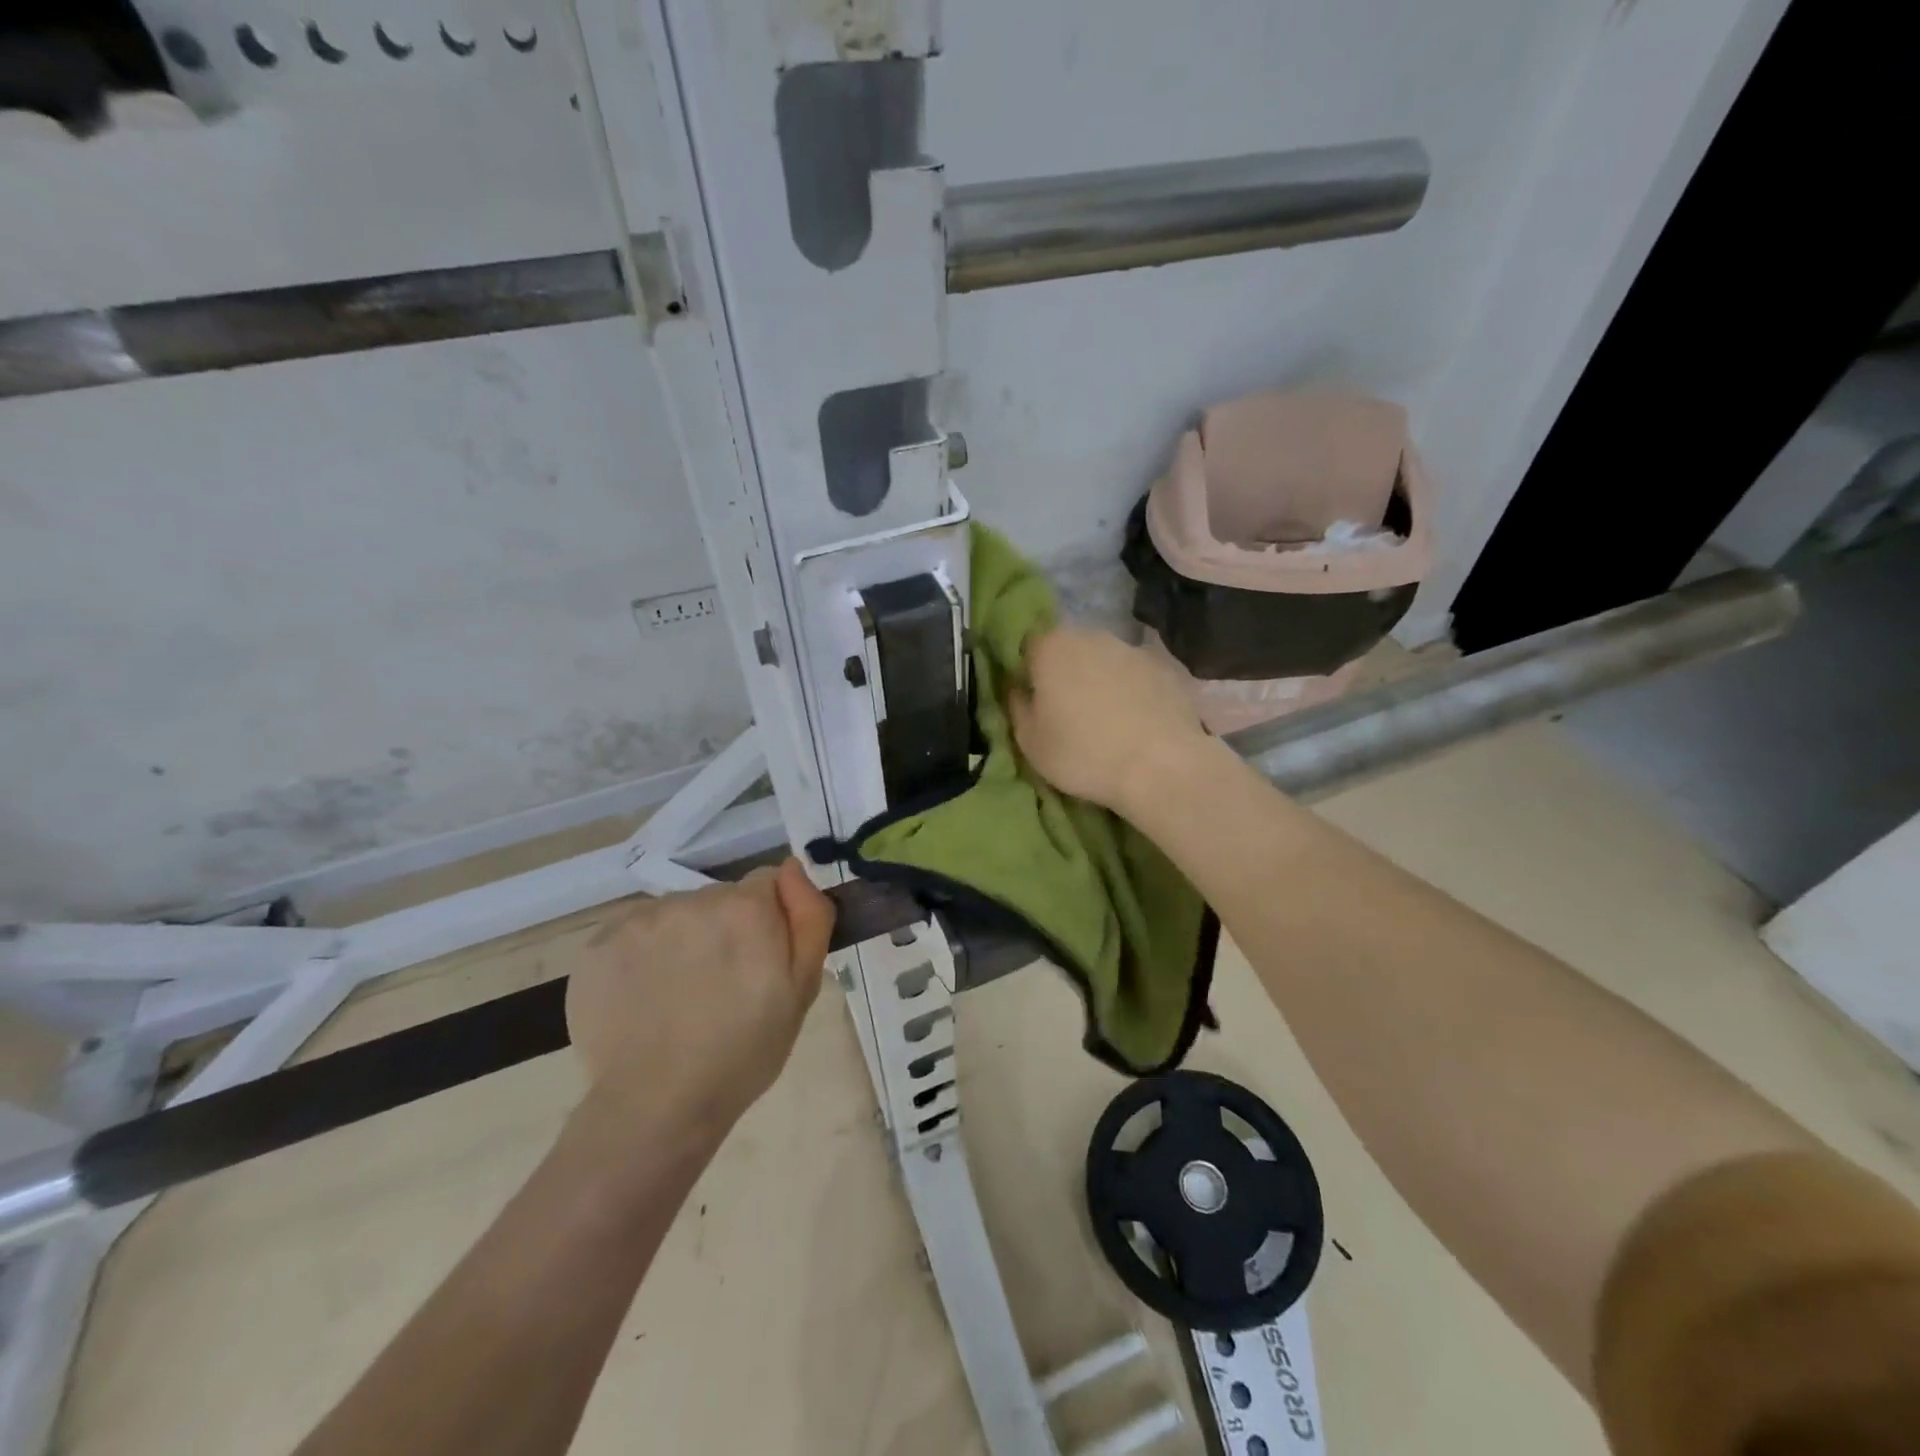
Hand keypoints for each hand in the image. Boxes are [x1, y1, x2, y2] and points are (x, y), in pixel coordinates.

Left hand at [566, 858, 834, 1133]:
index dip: (768, 920)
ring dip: (684, 940)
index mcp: (747, 908)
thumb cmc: (744, 1052)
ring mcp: (642, 920)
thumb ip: (809, 917)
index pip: (766, 883)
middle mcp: (694, 899)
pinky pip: (636, 932)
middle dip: (726, 929)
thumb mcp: (801, 989)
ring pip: (677, 914)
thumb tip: (794, 868)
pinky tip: (646, 996)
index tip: (761, 960)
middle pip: (720, 899)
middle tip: (723, 985)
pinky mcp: (600, 943)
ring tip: (680, 995)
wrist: (658, 1105)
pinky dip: (643, 955)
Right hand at [1009, 626, 1208, 815]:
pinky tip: (1136, 723)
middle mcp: (1092, 636)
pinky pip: (1136, 677)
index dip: (1027, 673)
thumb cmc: (1083, 754)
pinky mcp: (1166, 668)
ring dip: (1100, 682)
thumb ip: (1017, 708)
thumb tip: (1019, 690)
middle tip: (1067, 713)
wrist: (1161, 767)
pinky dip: (1132, 693)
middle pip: (1068, 650)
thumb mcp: (1030, 742)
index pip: (1027, 648)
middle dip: (1065, 674)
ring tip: (1105, 721)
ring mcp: (1133, 649)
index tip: (1032, 701)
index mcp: (1051, 647)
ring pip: (1104, 662)